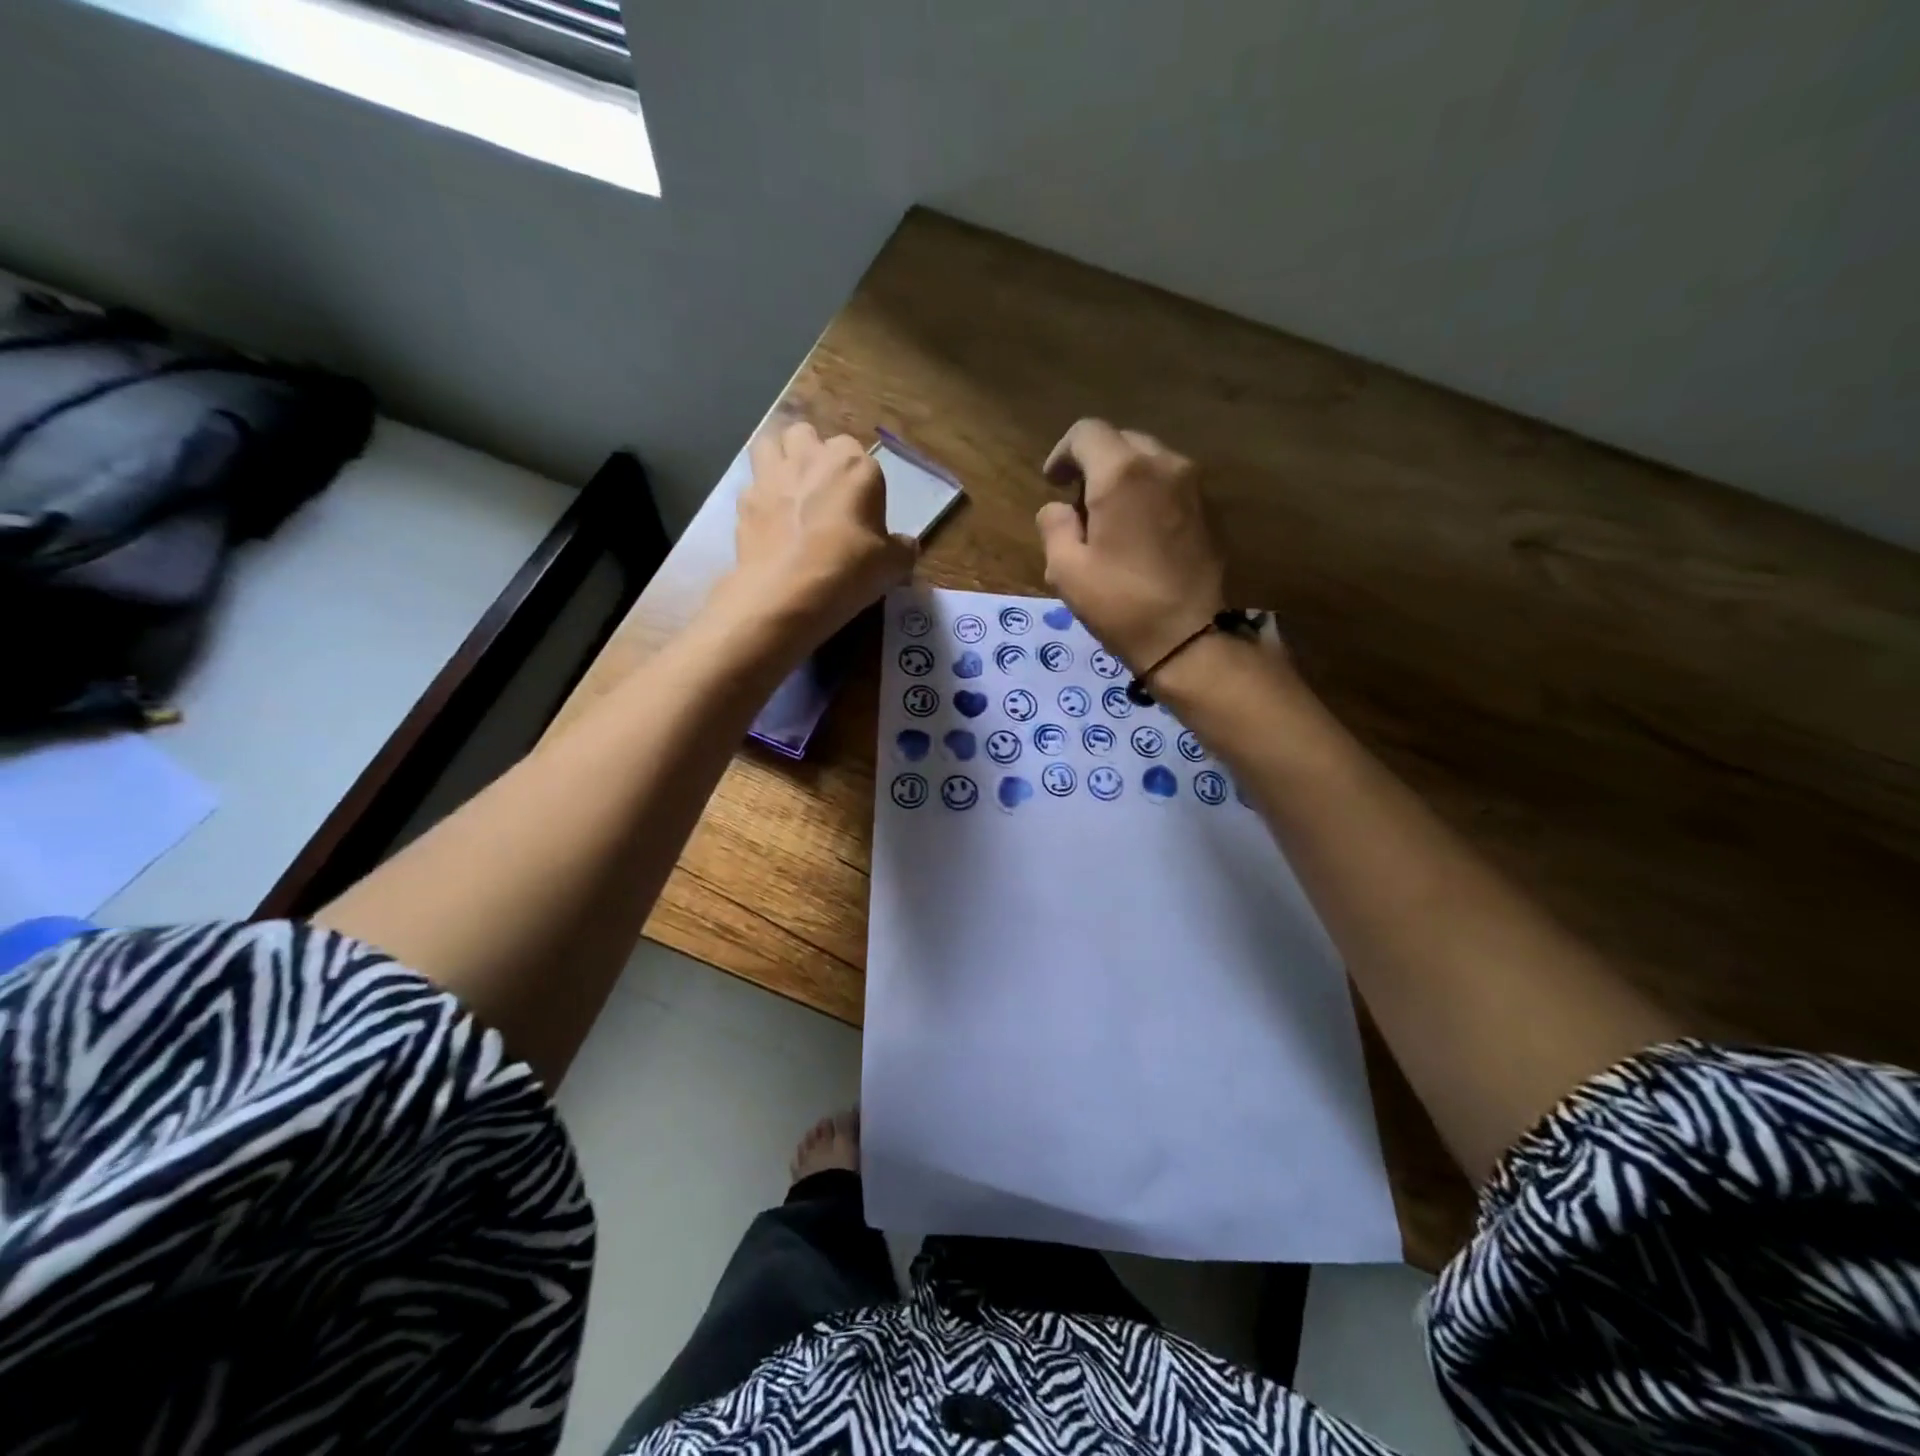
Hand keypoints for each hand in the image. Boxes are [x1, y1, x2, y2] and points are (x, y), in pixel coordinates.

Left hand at [718, 421, 917, 647]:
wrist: (785, 594)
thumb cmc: (848, 570)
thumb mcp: (892, 566)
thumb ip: (902, 549)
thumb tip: (905, 545)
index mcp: (855, 466)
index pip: (862, 457)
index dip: (862, 483)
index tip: (864, 513)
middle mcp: (811, 458)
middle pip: (810, 435)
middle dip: (815, 454)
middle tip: (823, 491)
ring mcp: (771, 476)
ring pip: (770, 443)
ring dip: (779, 458)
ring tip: (788, 489)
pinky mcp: (743, 501)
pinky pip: (751, 485)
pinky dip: (759, 498)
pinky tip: (768, 523)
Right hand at [1035, 419, 1226, 671]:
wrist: (1187, 637)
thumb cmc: (1120, 603)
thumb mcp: (1065, 569)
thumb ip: (1054, 525)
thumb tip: (1060, 510)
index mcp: (1122, 473)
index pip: (1086, 432)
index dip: (1062, 453)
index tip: (1053, 483)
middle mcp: (1163, 464)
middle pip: (1121, 441)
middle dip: (1095, 463)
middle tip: (1079, 504)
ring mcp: (1192, 485)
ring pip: (1149, 460)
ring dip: (1124, 478)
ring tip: (1110, 519)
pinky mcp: (1209, 509)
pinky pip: (1170, 483)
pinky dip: (1149, 494)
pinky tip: (1139, 532)